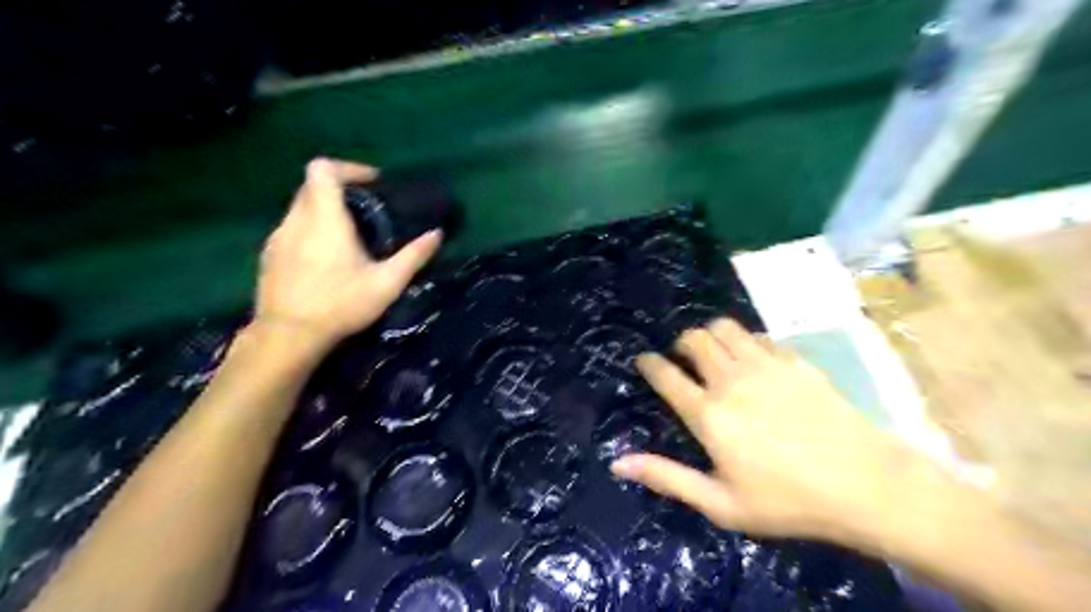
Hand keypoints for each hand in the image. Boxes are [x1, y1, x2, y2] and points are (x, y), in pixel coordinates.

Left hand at [254, 159, 439, 347]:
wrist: (288, 336)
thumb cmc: (341, 305)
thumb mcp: (386, 283)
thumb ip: (413, 256)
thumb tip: (437, 234)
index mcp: (324, 219)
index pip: (323, 169)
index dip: (348, 167)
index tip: (372, 184)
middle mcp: (296, 220)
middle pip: (312, 185)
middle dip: (340, 190)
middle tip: (367, 210)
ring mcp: (278, 237)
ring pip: (301, 208)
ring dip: (325, 211)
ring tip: (350, 236)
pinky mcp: (269, 255)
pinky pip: (292, 228)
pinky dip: (311, 230)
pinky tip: (326, 259)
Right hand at [610, 318, 913, 546]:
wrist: (865, 485)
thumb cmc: (787, 501)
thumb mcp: (721, 503)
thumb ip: (667, 478)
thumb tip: (618, 463)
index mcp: (708, 414)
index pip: (666, 375)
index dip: (649, 363)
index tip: (644, 360)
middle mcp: (730, 380)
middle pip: (694, 339)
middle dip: (681, 343)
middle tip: (684, 359)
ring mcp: (764, 365)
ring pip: (724, 327)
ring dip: (711, 335)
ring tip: (715, 353)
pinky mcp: (793, 361)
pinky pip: (759, 336)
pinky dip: (746, 341)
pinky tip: (753, 359)